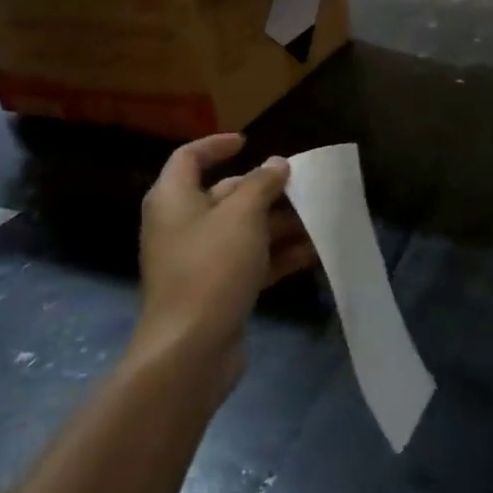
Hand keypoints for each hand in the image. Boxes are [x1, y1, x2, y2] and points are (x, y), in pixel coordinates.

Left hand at [135, 134, 312, 378]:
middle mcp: (182, 225)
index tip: (248, 142)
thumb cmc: (211, 267)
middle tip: (302, 185)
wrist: (190, 350)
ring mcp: (198, 260)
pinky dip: (277, 255)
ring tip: (318, 219)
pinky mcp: (216, 290)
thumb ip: (262, 184)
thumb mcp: (242, 216)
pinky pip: (249, 261)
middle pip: (224, 194)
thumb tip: (276, 163)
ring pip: (242, 230)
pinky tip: (313, 253)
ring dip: (279, 224)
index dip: (216, 145)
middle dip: (265, 189)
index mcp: (174, 199)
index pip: (190, 158)